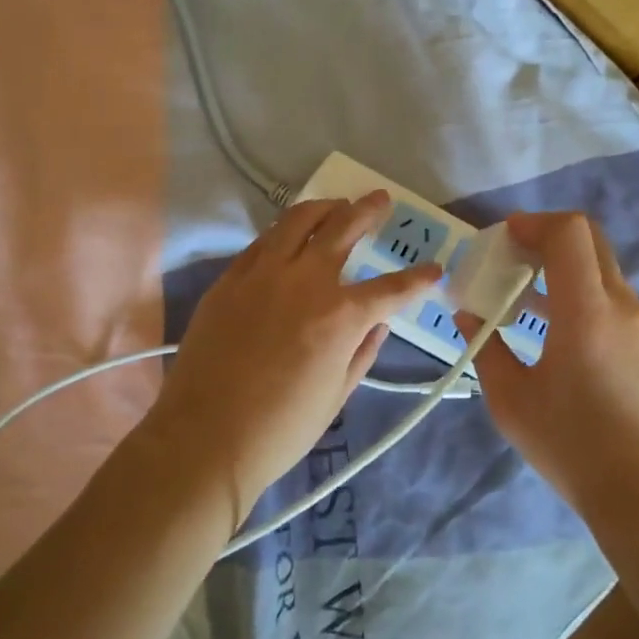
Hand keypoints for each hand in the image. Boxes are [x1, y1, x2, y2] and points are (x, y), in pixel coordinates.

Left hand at [144, 192, 440, 525]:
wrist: (205, 438)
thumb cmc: (281, 428)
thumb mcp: (337, 394)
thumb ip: (363, 351)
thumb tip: (378, 323)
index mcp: (340, 315)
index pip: (392, 288)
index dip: (418, 278)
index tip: (434, 269)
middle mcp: (305, 281)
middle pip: (342, 228)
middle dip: (367, 211)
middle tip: (379, 200)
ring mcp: (262, 274)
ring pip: (296, 221)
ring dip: (323, 208)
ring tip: (335, 205)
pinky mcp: (229, 279)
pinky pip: (262, 242)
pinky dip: (284, 233)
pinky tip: (289, 237)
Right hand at [458, 211, 638, 510]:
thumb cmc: (571, 444)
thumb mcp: (510, 400)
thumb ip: (485, 347)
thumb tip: (467, 314)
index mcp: (587, 310)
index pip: (570, 233)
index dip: (535, 223)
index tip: (505, 238)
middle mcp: (623, 305)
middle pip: (592, 241)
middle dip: (549, 238)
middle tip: (514, 258)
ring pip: (604, 272)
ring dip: (567, 270)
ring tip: (528, 298)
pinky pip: (615, 302)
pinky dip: (584, 296)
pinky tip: (560, 332)